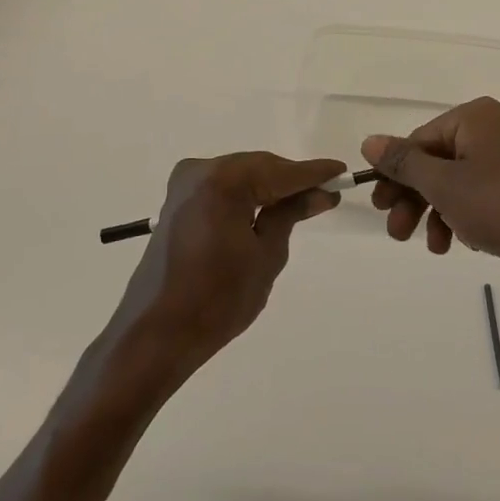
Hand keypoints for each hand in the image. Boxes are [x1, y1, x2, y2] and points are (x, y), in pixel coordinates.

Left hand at [107, 152, 345, 394]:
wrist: (157, 333)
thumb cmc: (218, 299)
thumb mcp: (266, 255)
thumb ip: (290, 214)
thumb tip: (319, 193)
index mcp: (223, 181)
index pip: (280, 171)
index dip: (314, 173)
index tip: (342, 172)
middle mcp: (200, 171)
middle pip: (259, 167)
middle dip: (291, 181)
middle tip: (325, 195)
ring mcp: (184, 185)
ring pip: (241, 176)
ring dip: (269, 188)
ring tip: (302, 204)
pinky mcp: (177, 202)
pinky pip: (222, 188)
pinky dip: (246, 196)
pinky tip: (267, 209)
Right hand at [362, 98, 499, 305]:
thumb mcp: (443, 184)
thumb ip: (404, 162)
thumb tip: (369, 141)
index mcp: (476, 117)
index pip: (420, 140)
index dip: (395, 174)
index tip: (378, 206)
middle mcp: (494, 131)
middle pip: (436, 162)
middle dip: (414, 199)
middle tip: (395, 231)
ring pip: (456, 183)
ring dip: (435, 214)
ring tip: (430, 246)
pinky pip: (479, 197)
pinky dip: (462, 218)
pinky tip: (458, 244)